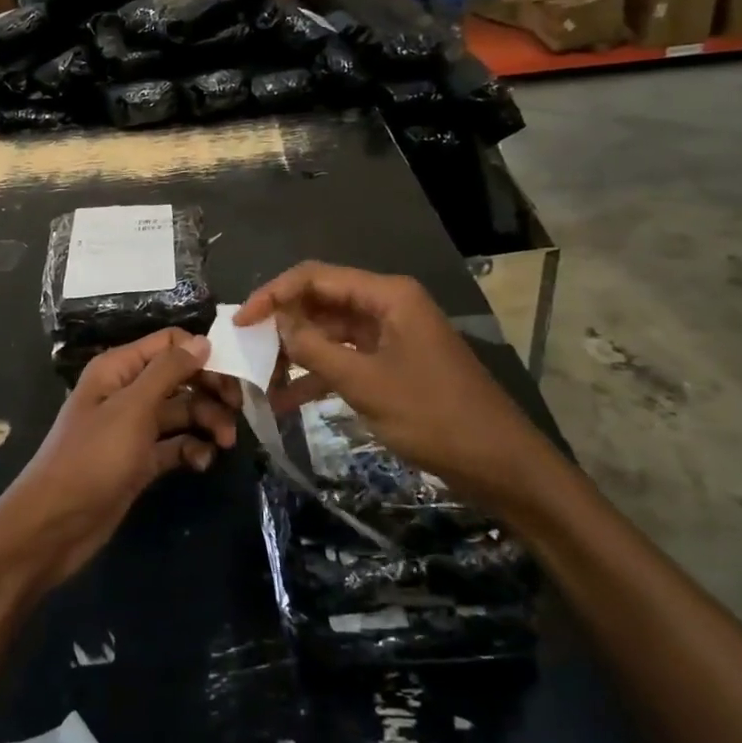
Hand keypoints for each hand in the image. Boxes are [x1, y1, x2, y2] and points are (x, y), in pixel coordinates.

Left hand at [0, 330, 237, 591]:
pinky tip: (202, 463)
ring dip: (206, 422)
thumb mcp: (132, 408)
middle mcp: (127, 392)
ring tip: (224, 443)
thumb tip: (203, 340)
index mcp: (119, 368)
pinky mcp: (139, 461)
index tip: (233, 375)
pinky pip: (174, 445)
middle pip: (179, 378)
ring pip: (181, 412)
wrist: (55, 525)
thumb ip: (168, 371)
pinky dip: (191, 450)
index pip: (169, 344)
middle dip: (210, 391)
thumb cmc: (92, 458)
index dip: (201, 354)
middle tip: (237, 411)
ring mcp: (133, 428)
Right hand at [235, 262, 553, 508]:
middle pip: (321, 301)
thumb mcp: (366, 383)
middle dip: (283, 323)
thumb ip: (316, 348)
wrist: (501, 465)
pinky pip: (345, 359)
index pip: (315, 277)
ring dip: (297, 352)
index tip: (240, 321)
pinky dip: (318, 375)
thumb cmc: (435, 417)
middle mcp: (387, 306)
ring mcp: (390, 336)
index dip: (273, 294)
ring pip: (330, 332)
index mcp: (387, 295)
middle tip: (245, 349)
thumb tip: (277, 323)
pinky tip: (286, 399)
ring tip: (259, 377)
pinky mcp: (392, 365)